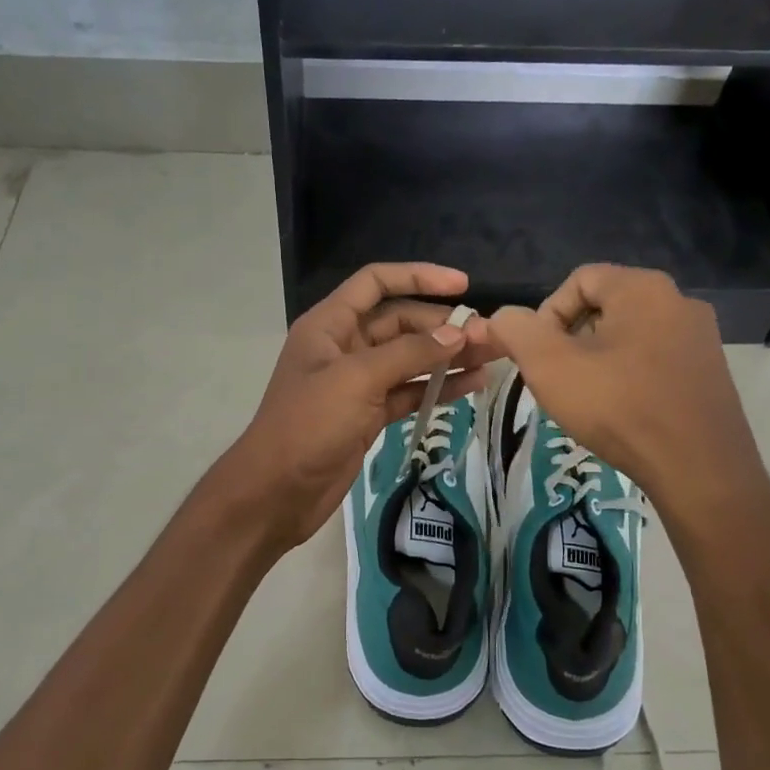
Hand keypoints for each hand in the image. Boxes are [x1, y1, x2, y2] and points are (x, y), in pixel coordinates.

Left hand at [220, 264, 496, 550]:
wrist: (276, 493)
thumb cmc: (308, 425)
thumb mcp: (357, 380)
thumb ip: (409, 353)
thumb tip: (457, 333)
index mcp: (330, 324)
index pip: (376, 283)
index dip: (418, 277)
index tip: (463, 285)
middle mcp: (345, 346)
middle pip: (400, 322)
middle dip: (443, 326)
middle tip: (489, 336)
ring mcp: (358, 382)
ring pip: (410, 359)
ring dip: (448, 357)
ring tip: (492, 357)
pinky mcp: (369, 415)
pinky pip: (409, 391)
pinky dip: (438, 388)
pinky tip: (473, 385)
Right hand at [489, 265, 769, 519]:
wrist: (698, 469)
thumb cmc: (618, 407)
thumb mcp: (549, 365)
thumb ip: (516, 330)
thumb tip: (503, 318)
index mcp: (642, 287)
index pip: (578, 280)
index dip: (547, 315)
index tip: (540, 358)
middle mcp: (679, 300)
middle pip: (605, 307)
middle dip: (572, 340)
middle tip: (559, 381)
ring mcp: (701, 337)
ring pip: (630, 336)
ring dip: (599, 361)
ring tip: (588, 400)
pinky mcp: (711, 372)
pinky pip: (656, 360)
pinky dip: (630, 378)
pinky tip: (622, 412)